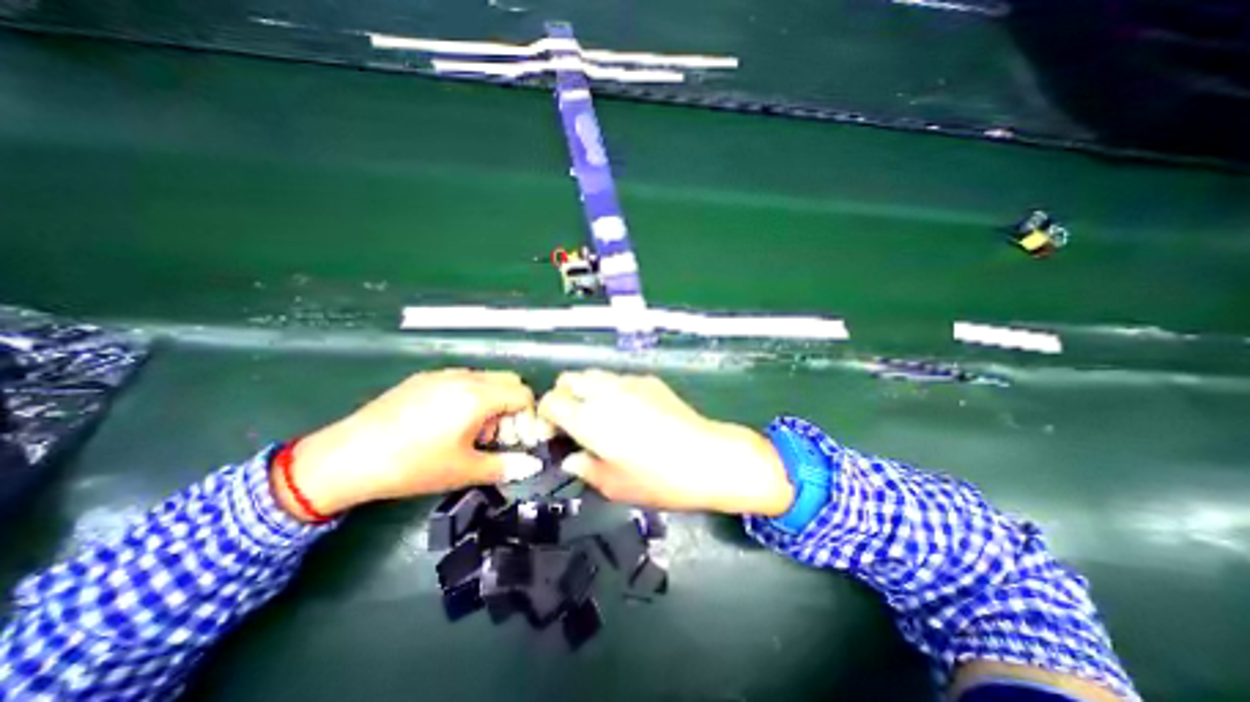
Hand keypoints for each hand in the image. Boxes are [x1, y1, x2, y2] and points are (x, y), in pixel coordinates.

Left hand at [274, 371, 544, 517]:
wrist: (344, 458)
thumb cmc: (412, 465)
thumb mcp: (463, 471)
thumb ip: (505, 466)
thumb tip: (533, 466)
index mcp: (478, 396)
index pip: (523, 393)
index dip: (528, 416)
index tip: (518, 439)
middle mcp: (465, 377)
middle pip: (509, 380)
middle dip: (512, 406)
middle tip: (497, 435)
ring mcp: (442, 374)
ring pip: (486, 379)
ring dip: (492, 400)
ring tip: (471, 431)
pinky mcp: (423, 378)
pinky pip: (462, 379)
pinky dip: (470, 396)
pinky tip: (446, 422)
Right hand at [535, 372, 790, 514]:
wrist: (707, 457)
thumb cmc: (659, 479)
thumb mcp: (614, 485)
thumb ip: (585, 469)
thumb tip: (572, 459)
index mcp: (589, 419)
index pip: (550, 401)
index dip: (545, 415)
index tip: (553, 431)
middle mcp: (604, 392)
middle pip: (568, 378)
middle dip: (563, 396)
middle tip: (573, 420)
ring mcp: (629, 382)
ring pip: (594, 374)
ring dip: (587, 390)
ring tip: (601, 414)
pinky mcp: (649, 380)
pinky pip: (619, 378)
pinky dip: (612, 390)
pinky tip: (631, 411)